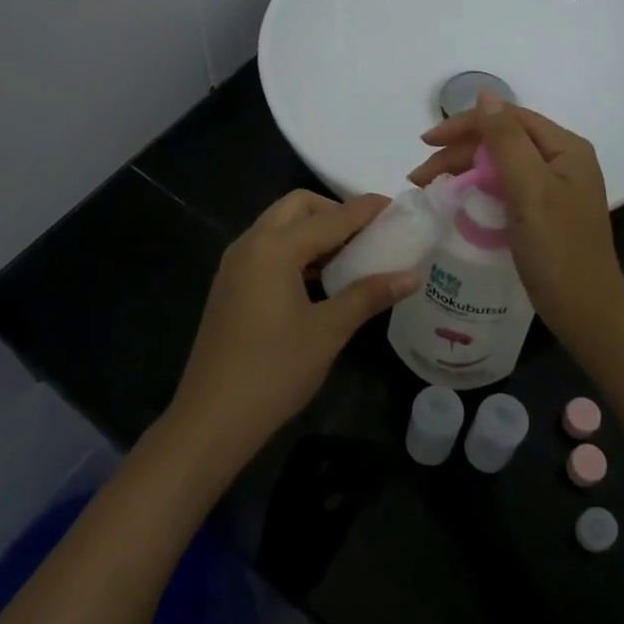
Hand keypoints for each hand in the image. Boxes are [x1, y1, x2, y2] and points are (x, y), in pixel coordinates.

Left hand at [168, 191, 418, 470]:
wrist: (212, 418)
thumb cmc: (274, 371)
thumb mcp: (328, 331)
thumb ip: (368, 295)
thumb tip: (410, 276)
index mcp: (274, 249)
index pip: (330, 218)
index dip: (365, 210)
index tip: (396, 206)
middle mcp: (250, 244)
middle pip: (297, 207)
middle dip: (334, 211)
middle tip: (368, 234)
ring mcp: (236, 265)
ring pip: (279, 226)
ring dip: (314, 230)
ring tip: (350, 255)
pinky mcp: (231, 285)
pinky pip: (268, 249)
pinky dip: (296, 250)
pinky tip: (319, 278)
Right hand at [409, 94, 623, 347]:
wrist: (585, 312)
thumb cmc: (558, 249)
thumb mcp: (530, 188)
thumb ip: (506, 140)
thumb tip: (484, 95)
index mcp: (565, 148)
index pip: (507, 118)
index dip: (464, 125)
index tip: (425, 144)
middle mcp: (562, 161)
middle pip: (502, 141)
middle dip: (458, 152)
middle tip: (420, 177)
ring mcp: (554, 188)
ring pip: (500, 165)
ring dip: (464, 171)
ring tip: (430, 189)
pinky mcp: (545, 213)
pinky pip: (505, 188)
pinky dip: (478, 190)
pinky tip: (458, 201)